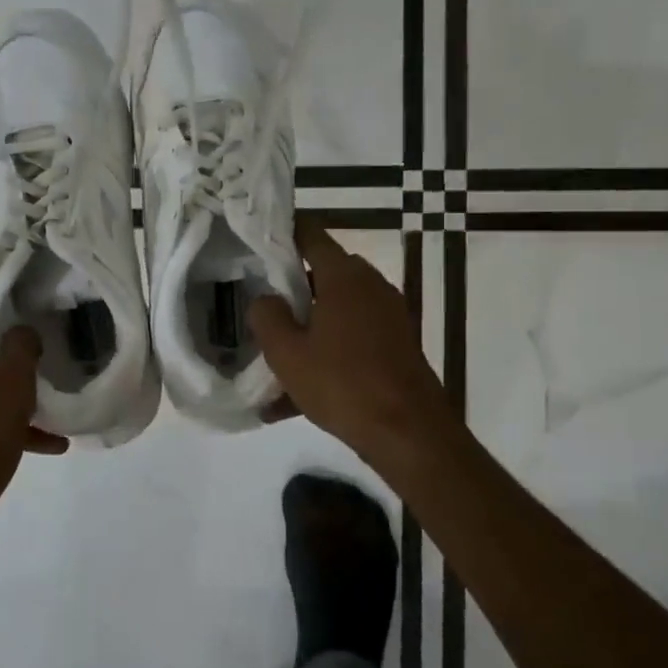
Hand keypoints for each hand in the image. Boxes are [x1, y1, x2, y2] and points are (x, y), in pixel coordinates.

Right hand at [248, 220, 455, 463]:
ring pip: (336, 311)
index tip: (258, 244)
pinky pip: (352, 339)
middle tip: (261, 308)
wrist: (409, 433)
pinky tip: (296, 397)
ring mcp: (388, 315)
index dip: (283, 234)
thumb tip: (265, 298)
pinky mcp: (396, 344)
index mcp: (343, 277)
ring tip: (275, 361)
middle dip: (291, 290)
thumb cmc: (342, 384)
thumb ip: (267, 316)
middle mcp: (370, 286)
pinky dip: (327, 354)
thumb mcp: (287, 353)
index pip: (311, 235)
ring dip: (308, 329)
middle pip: (322, 274)